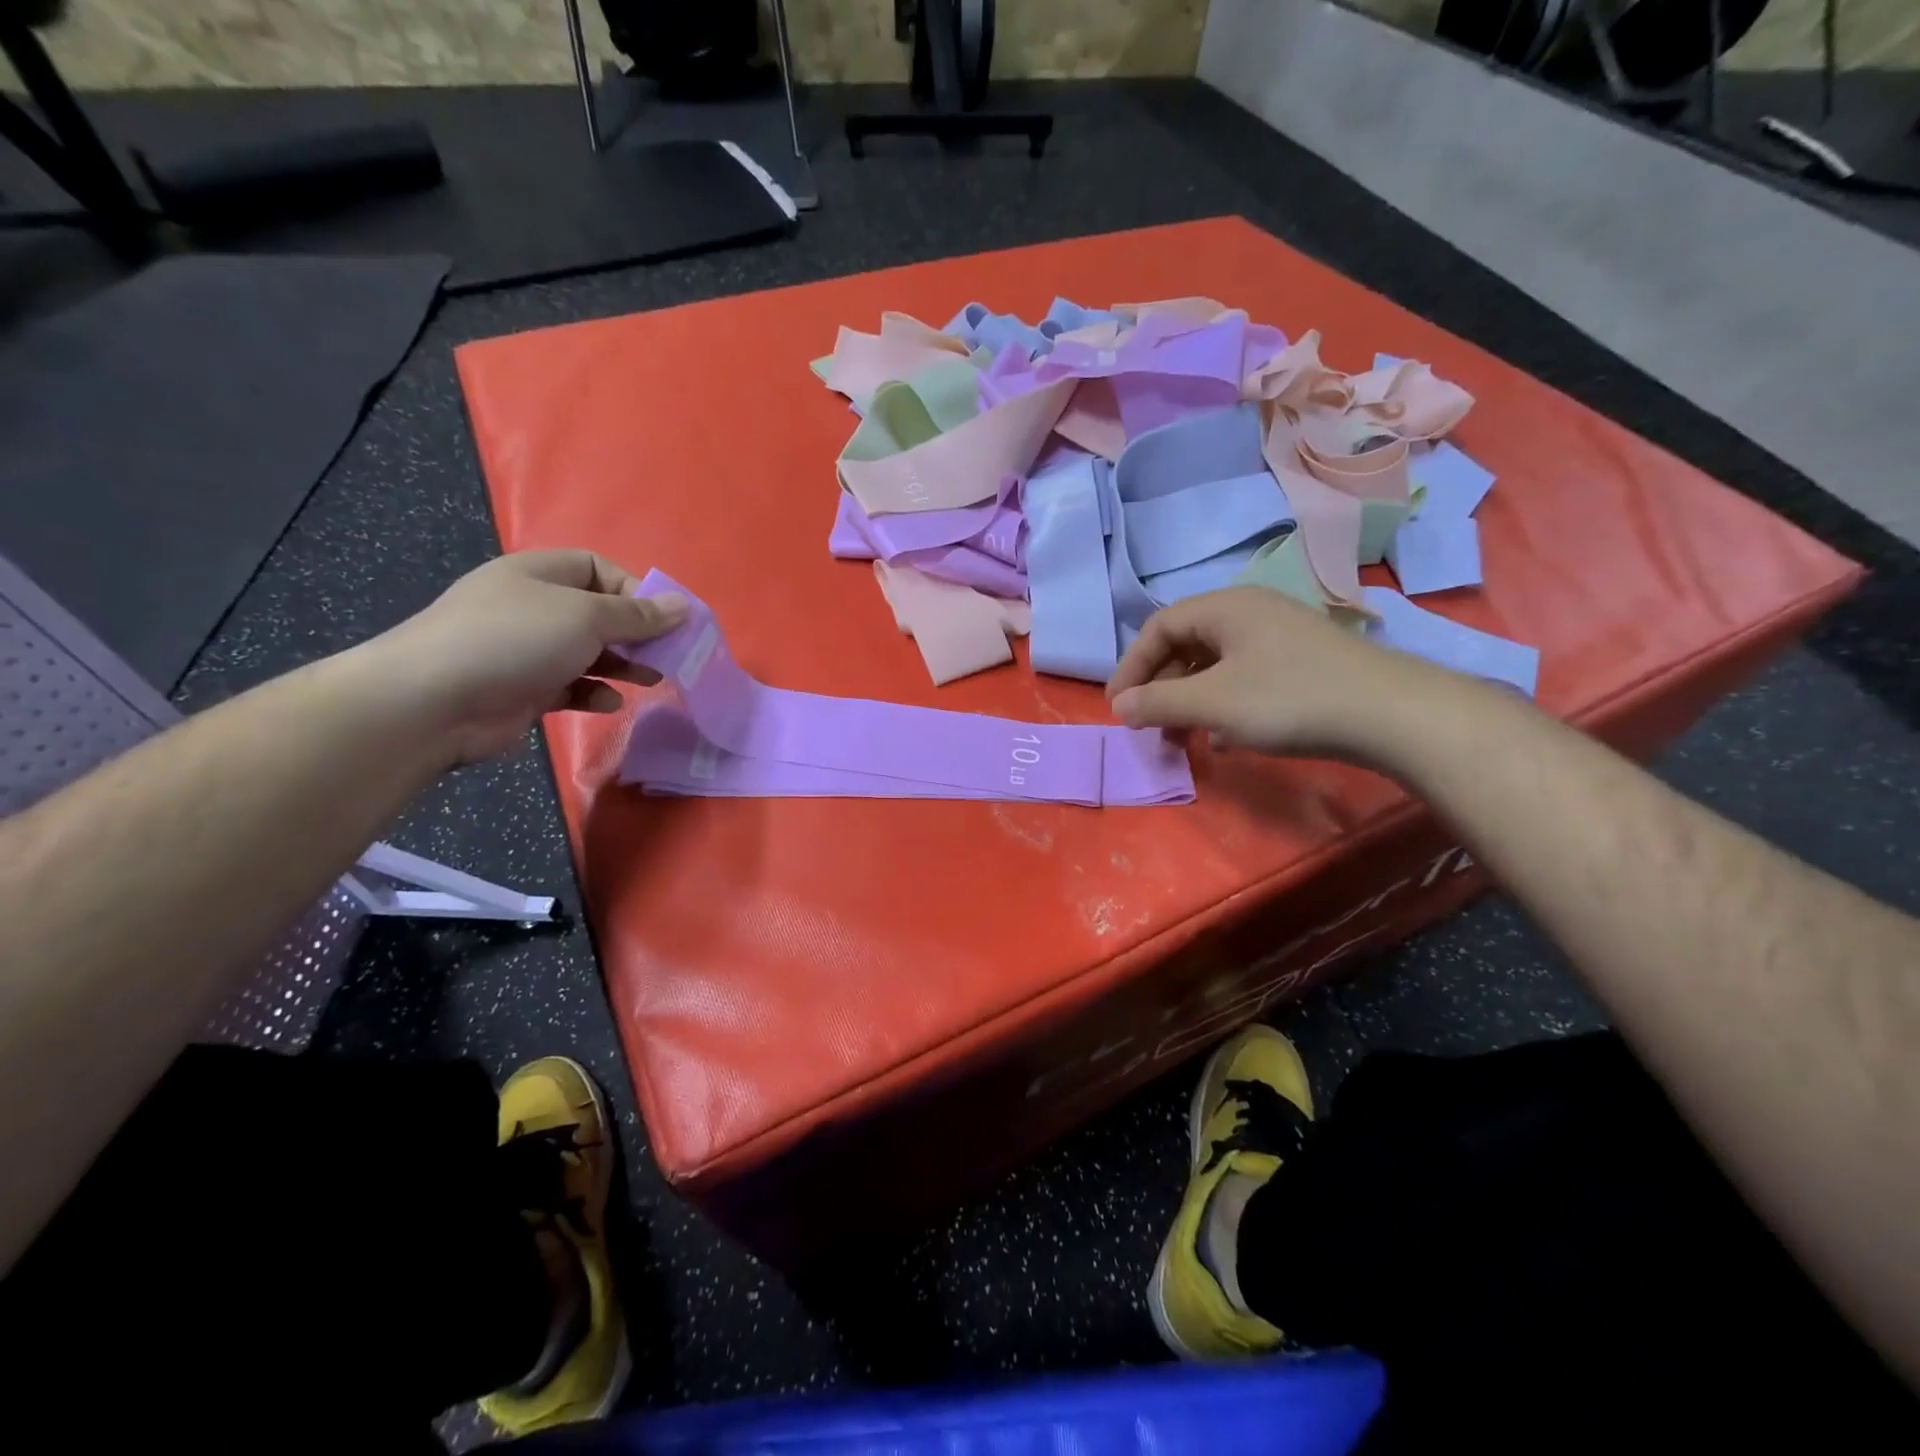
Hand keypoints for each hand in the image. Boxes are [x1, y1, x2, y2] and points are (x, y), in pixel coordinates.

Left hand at [368, 550, 686, 764]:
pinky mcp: (524, 689)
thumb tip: (683, 605)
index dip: (636, 591)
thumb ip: (638, 615)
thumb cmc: (515, 640)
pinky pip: (571, 686)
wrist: (433, 701)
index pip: (599, 570)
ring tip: (652, 679)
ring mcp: (526, 650)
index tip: (666, 619)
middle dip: (636, 633)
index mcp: (540, 574)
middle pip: (599, 613)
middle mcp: (533, 607)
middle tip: (669, 654)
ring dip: (623, 665)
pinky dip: (594, 692)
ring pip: (589, 652)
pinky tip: (609, 703)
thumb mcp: (586, 617)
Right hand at [1106, 586, 1457, 765]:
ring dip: (1189, 699)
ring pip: (1214, 663)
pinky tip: (1225, 737)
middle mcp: (1249, 611)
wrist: (1390, 714)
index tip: (1118, 707)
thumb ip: (1158, 703)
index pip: (1158, 627)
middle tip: (1149, 726)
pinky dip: (1222, 703)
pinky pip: (1243, 676)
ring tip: (1184, 736)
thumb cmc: (1288, 699)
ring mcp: (1279, 635)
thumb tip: (1120, 707)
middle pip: (1185, 644)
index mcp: (1224, 607)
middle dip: (1160, 686)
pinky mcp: (1300, 662)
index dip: (1131, 666)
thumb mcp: (1212, 703)